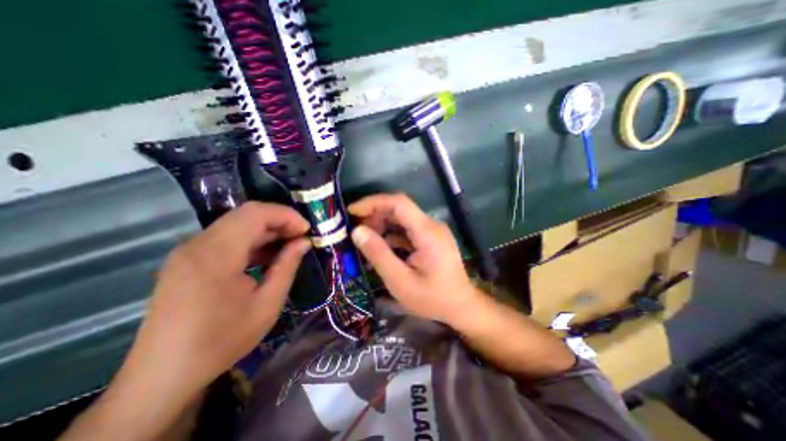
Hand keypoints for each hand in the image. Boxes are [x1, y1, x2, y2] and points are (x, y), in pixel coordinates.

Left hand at [119, 202, 310, 398]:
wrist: (162, 376)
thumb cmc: (221, 341)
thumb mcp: (267, 304)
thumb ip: (287, 267)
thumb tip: (303, 243)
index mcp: (216, 255)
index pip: (255, 213)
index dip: (286, 216)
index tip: (306, 231)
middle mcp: (198, 244)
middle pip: (246, 214)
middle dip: (279, 221)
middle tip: (300, 237)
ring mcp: (189, 251)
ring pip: (236, 224)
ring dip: (266, 230)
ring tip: (287, 246)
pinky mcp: (187, 260)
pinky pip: (225, 237)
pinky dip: (251, 240)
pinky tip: (265, 256)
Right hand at [348, 193, 478, 323]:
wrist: (461, 306)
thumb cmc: (433, 298)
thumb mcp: (401, 281)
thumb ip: (379, 254)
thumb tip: (357, 231)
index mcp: (427, 231)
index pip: (398, 202)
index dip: (373, 202)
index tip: (352, 212)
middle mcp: (431, 225)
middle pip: (399, 208)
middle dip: (375, 216)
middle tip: (356, 232)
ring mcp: (432, 230)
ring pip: (402, 218)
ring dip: (382, 226)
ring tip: (365, 242)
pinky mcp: (430, 238)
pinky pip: (407, 229)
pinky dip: (391, 235)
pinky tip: (381, 249)